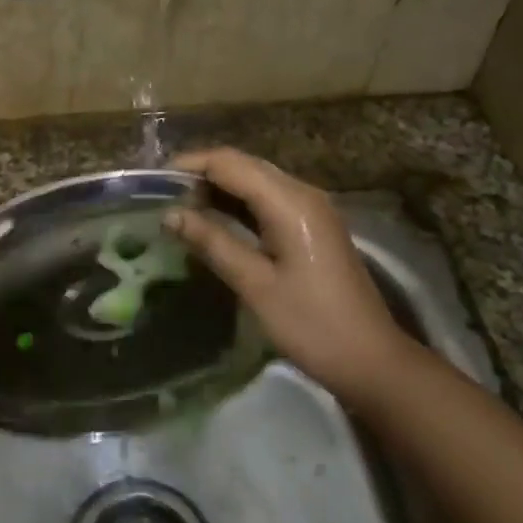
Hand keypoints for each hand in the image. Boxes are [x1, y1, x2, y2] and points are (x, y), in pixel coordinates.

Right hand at [165, 148, 408, 395]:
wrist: (369, 358)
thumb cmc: (310, 323)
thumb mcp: (255, 284)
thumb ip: (212, 242)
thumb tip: (170, 215)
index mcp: (290, 202)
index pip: (230, 164)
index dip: (190, 165)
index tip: (153, 181)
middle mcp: (302, 194)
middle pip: (244, 166)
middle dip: (201, 174)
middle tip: (161, 195)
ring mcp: (310, 210)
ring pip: (255, 182)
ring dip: (218, 189)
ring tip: (178, 207)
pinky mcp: (311, 228)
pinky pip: (267, 201)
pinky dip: (237, 205)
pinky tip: (212, 221)